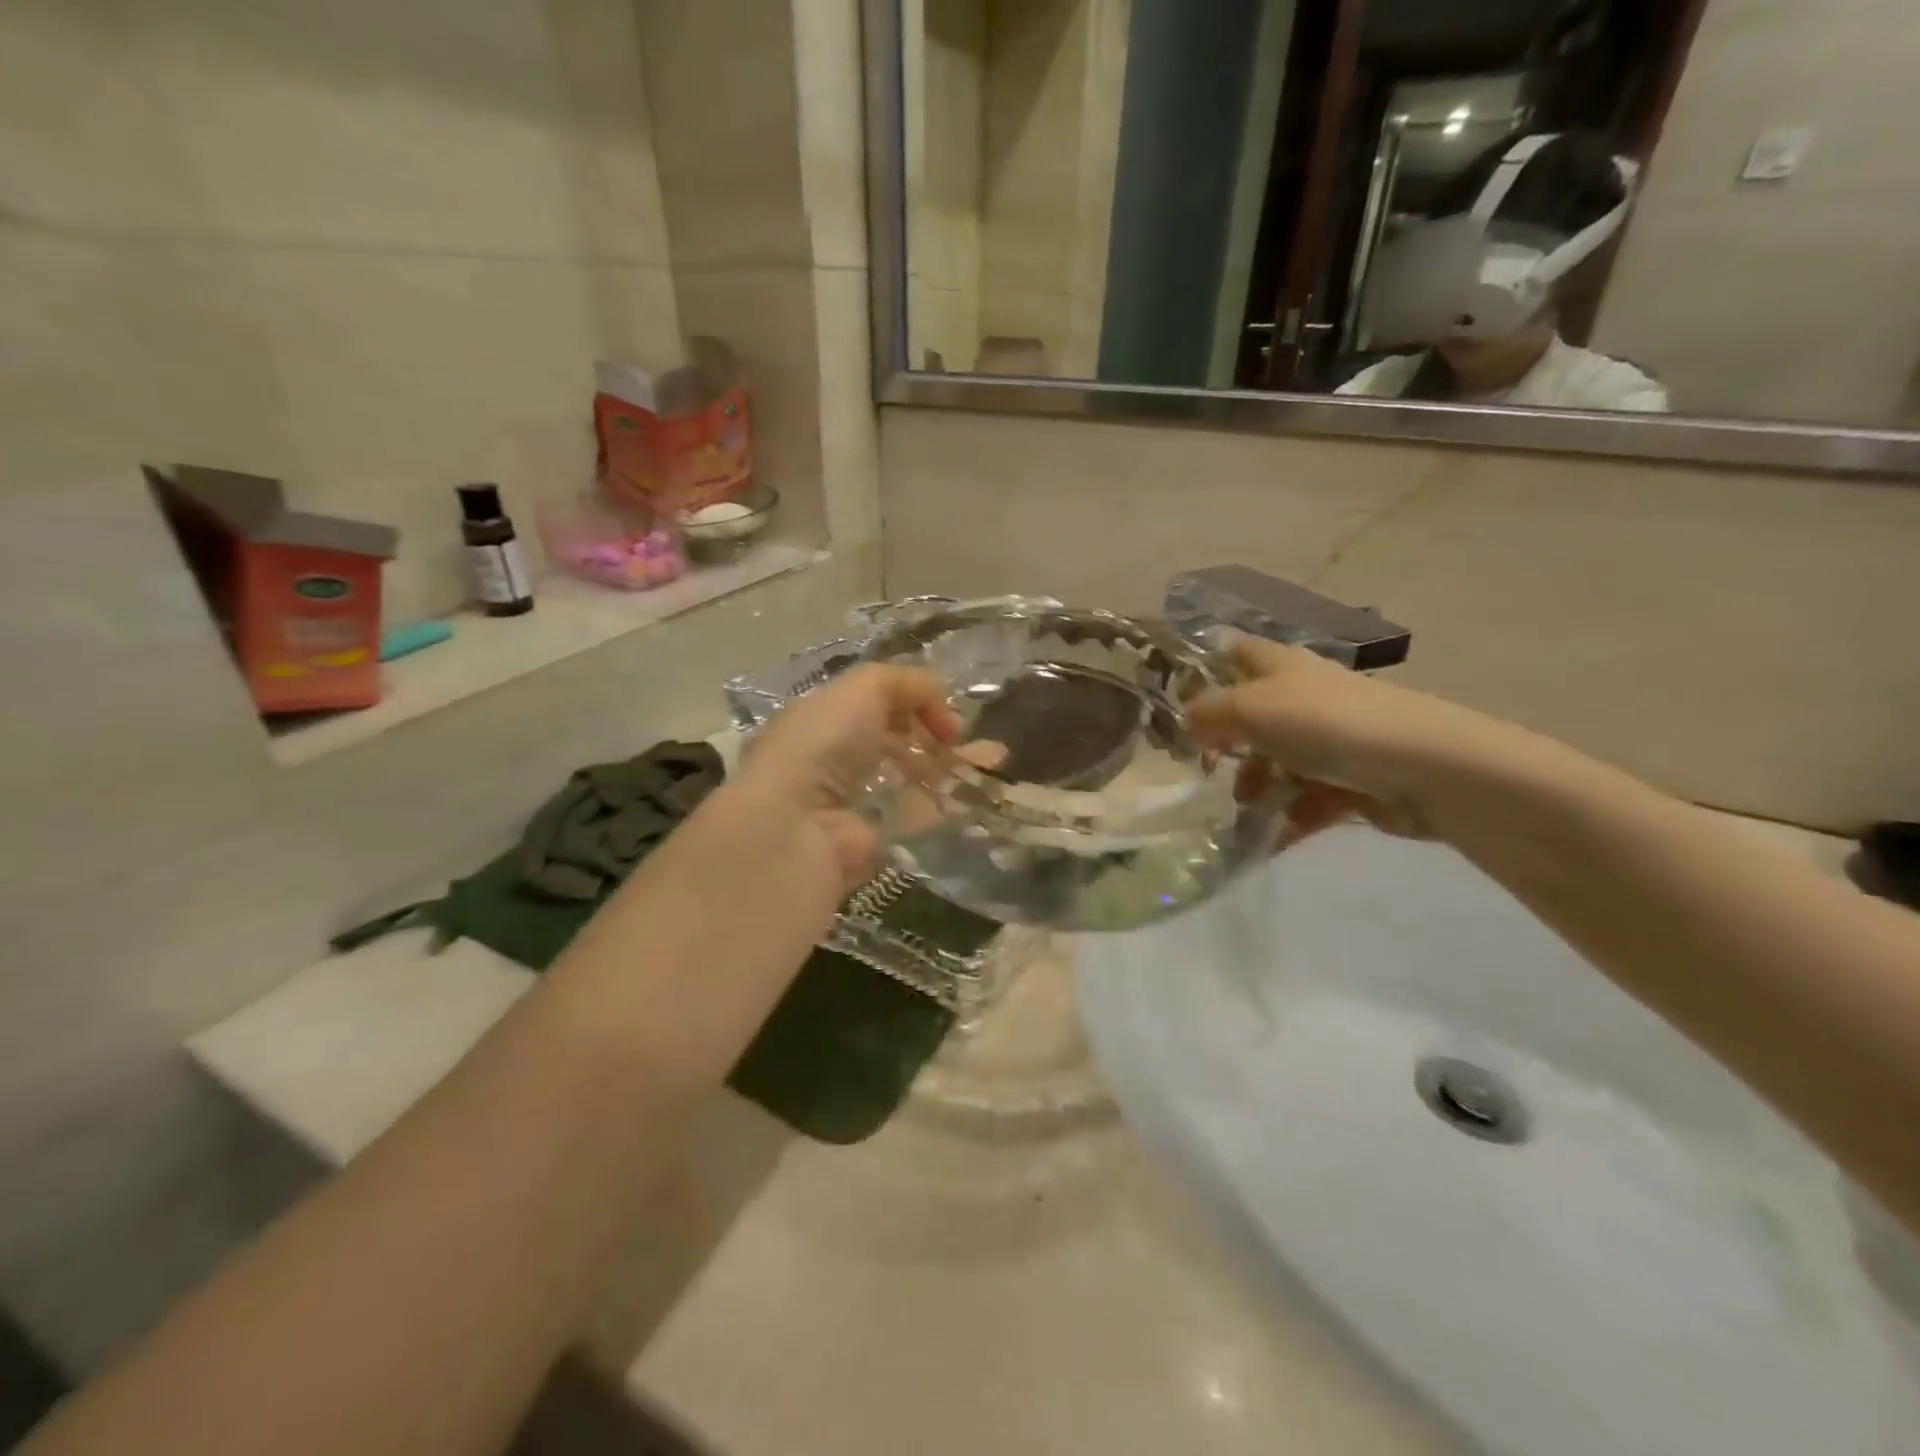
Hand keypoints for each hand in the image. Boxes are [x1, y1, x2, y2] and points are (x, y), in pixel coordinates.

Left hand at [722, 664, 958, 902]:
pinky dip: (944, 806)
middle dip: (938, 736)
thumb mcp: (865, 687)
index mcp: (824, 718)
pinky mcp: (871, 839)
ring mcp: (854, 801)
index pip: (876, 704)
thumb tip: (942, 703)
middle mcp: (835, 758)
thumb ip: (907, 682)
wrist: (798, 823)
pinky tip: (975, 797)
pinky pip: (913, 817)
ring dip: (950, 768)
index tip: (947, 713)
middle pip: (897, 741)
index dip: (916, 702)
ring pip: (910, 777)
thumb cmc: (825, 743)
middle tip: (974, 742)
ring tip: (992, 764)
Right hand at [1187, 636, 1527, 844]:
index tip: (1181, 701)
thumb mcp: (1249, 709)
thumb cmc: (1323, 724)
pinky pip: (1311, 799)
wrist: (1419, 766)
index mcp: (1282, 667)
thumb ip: (1208, 713)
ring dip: (1259, 787)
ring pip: (1281, 762)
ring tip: (1248, 811)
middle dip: (1229, 746)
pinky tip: (1276, 837)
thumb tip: (1187, 720)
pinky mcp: (1355, 779)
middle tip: (1209, 771)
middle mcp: (1306, 696)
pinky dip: (1292, 816)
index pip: (1239, 653)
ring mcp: (1333, 739)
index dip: (1210, 669)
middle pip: (1255, 717)